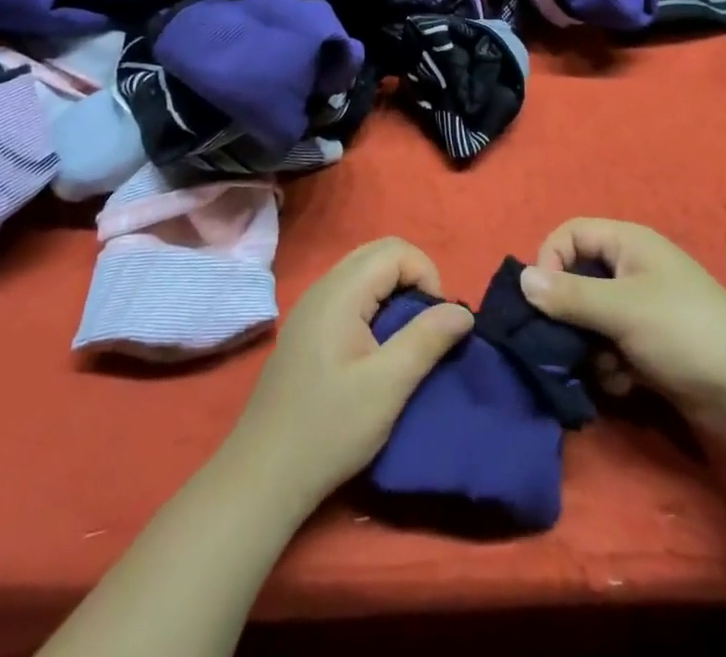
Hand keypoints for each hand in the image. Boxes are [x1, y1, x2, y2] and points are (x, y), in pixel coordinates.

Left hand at [229, 237, 473, 507]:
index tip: (435, 323)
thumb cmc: (329, 429)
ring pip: (364, 271)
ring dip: (394, 292)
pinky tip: (377, 348)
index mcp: (340, 292)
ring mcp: (311, 306)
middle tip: (426, 325)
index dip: (426, 276)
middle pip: (379, 252)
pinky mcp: (307, 327)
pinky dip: (375, 304)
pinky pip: (350, 293)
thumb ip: (427, 340)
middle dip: (413, 278)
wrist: (263, 475)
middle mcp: (323, 286)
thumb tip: (462, 310)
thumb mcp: (388, 387)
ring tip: (407, 338)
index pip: (396, 250)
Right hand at [519, 218, 725, 428]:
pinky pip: (610, 346)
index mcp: (629, 243)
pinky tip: (624, 384)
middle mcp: (633, 269)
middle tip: (562, 342)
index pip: (570, 234)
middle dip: (568, 314)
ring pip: (591, 318)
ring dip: (589, 346)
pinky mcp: (649, 346)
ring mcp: (643, 309)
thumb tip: (520, 278)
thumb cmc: (683, 331)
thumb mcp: (621, 309)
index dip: (550, 260)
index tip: (542, 299)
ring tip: (605, 368)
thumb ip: (569, 295)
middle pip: (578, 279)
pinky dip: (610, 365)